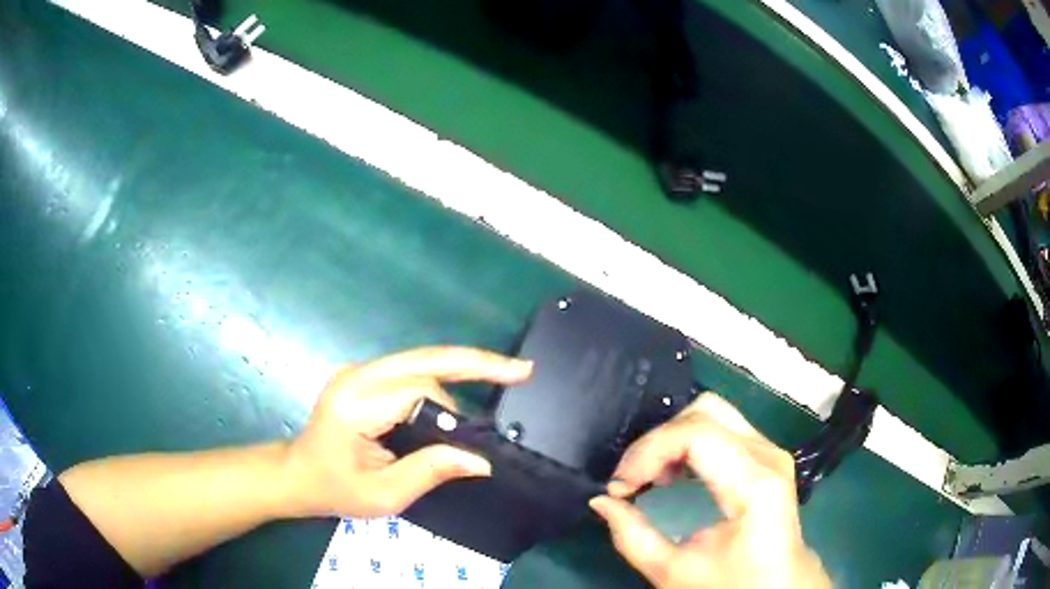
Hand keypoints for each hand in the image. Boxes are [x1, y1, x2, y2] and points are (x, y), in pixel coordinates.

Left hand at [286, 346, 532, 517]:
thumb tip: (480, 459)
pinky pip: (412, 368)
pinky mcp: (365, 376)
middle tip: (522, 370)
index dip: (453, 411)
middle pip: (425, 359)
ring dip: (461, 369)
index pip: (417, 391)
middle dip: (475, 363)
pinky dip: (444, 376)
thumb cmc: (335, 490)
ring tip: (503, 377)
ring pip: (421, 360)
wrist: (298, 475)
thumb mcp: (383, 495)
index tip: (477, 440)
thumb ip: (430, 472)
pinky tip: (469, 383)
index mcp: (355, 404)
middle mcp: (357, 376)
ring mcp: (359, 371)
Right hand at [590, 394, 830, 587]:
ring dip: (671, 440)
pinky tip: (673, 475)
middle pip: (705, 411)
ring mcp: (771, 450)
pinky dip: (687, 443)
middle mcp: (768, 454)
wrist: (780, 586)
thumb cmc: (732, 584)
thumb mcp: (674, 572)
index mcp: (755, 483)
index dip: (649, 451)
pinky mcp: (767, 455)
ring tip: (649, 478)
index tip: (620, 486)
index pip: (696, 434)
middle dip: (658, 441)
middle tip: (632, 480)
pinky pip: (722, 428)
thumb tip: (602, 501)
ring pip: (712, 413)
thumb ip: (632, 537)